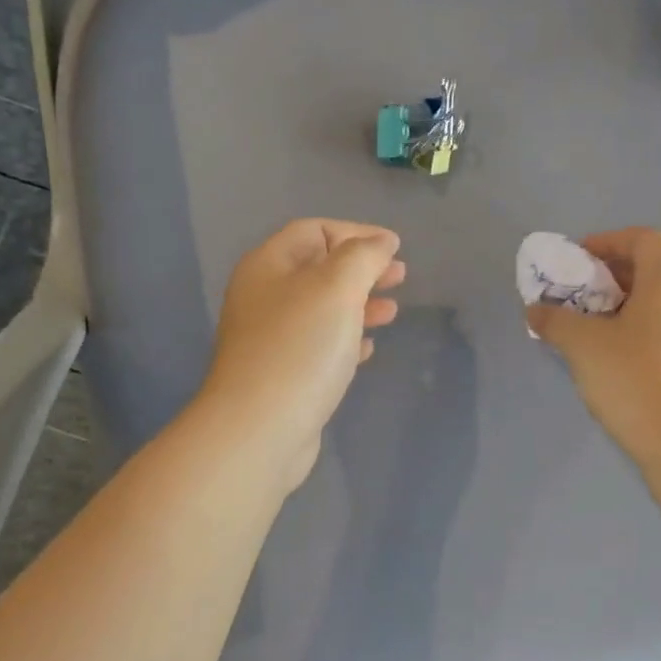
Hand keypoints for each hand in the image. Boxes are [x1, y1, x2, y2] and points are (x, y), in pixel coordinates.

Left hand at [199, 219, 405, 489]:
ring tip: (391, 312)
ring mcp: (271, 339)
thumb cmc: (300, 347)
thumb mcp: (337, 287)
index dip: (355, 232)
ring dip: (359, 304)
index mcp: (268, 266)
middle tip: (400, 277)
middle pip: (318, 269)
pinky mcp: (282, 374)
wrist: (260, 429)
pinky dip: (346, 339)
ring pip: (322, 309)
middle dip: (362, 269)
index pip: (313, 231)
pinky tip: (367, 348)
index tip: (394, 248)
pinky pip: (319, 345)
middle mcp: (264, 297)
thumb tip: (382, 241)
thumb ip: (363, 256)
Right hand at [526, 227, 660, 465]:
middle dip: (611, 275)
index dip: (612, 240)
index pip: (648, 239)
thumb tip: (536, 310)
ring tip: (588, 328)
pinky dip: (635, 330)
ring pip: (657, 304)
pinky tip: (610, 358)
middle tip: (578, 295)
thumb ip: (555, 320)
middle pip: (652, 270)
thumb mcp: (582, 344)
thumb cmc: (632, 378)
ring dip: (621, 306)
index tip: (580, 260)